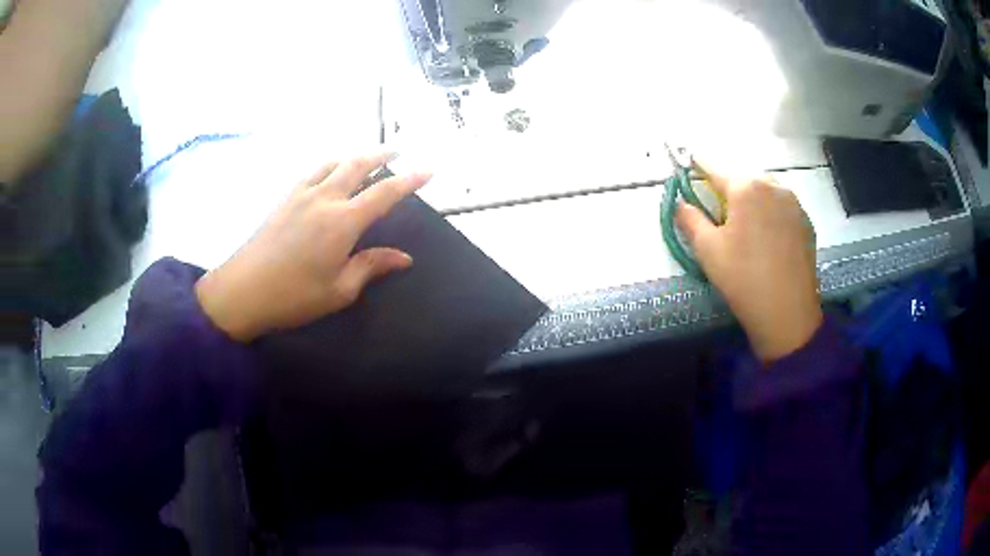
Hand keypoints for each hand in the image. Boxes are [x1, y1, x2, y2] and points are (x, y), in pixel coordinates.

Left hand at [195, 153, 431, 342]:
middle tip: (398, 152)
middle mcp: (324, 198)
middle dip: (382, 155)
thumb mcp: (339, 290)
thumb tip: (403, 258)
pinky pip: (313, 171)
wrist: (243, 291)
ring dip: (354, 155)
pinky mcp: (284, 198)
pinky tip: (330, 172)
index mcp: (342, 222)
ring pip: (333, 162)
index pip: (384, 193)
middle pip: (358, 164)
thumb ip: (371, 266)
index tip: (429, 169)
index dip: (410, 180)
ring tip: (366, 158)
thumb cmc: (294, 296)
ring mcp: (301, 194)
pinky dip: (330, 164)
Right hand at [676, 168, 821, 362]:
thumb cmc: (743, 279)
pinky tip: (768, 235)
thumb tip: (679, 202)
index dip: (698, 164)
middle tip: (720, 206)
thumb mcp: (708, 250)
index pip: (714, 167)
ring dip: (752, 195)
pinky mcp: (806, 222)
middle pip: (743, 176)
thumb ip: (689, 219)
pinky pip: (783, 205)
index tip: (689, 160)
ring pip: (766, 188)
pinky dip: (771, 210)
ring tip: (746, 221)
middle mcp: (773, 185)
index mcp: (746, 187)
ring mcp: (794, 203)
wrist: (788, 314)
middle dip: (729, 185)